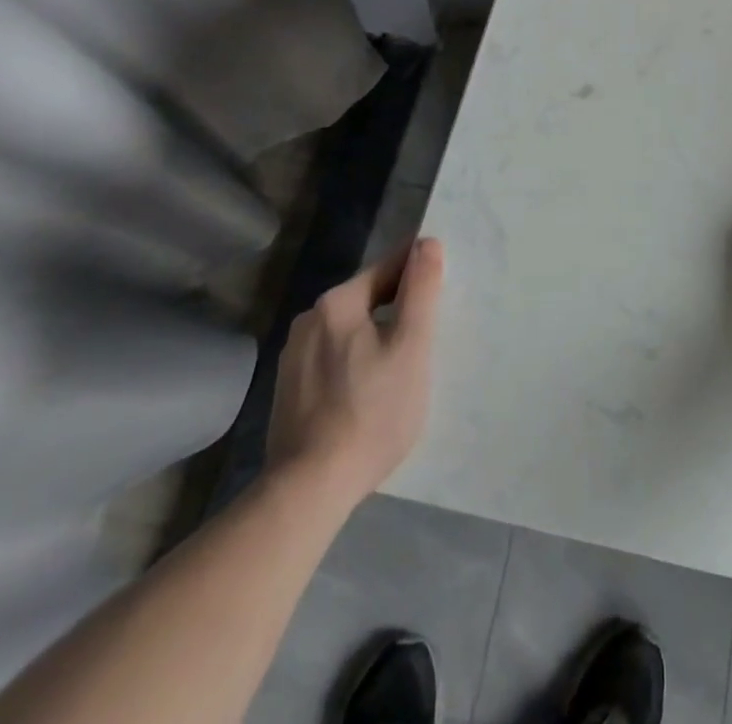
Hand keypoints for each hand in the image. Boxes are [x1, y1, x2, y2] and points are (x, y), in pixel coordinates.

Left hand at [265, 237, 444, 506]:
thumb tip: (426, 242)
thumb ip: (421, 290)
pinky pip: (333, 359)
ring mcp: (293, 357)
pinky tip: (369, 393)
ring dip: (376, 338)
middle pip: (367, 299)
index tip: (443, 291)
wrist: (309, 489)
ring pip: (349, 331)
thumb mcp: (411, 346)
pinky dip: (355, 364)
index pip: (388, 268)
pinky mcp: (288, 391)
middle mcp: (309, 320)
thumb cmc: (372, 411)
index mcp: (336, 302)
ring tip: (401, 368)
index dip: (419, 274)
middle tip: (428, 337)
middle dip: (398, 310)